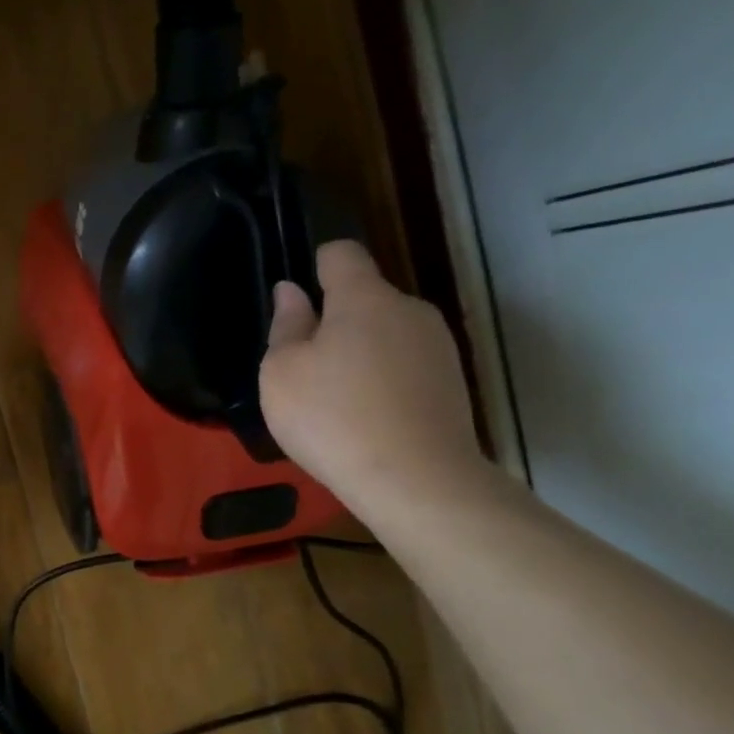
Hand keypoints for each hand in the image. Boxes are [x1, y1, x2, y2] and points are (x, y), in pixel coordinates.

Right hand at [260, 241, 486, 515]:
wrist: (415, 479)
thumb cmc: (331, 417)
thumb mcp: (281, 373)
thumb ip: (286, 326)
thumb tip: (292, 291)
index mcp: (364, 298)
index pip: (341, 254)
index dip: (315, 267)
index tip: (297, 302)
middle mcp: (409, 309)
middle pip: (366, 297)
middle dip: (336, 320)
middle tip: (306, 367)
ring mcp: (438, 346)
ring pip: (387, 333)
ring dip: (360, 352)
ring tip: (336, 399)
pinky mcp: (452, 382)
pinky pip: (406, 365)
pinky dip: (383, 380)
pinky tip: (366, 417)